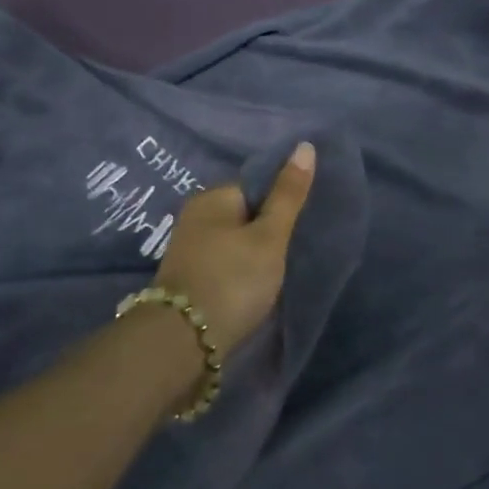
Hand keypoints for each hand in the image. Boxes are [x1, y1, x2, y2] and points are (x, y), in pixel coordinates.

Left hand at [152, 142, 316, 357]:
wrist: (182, 343)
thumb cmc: (233, 279)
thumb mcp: (270, 236)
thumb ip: (288, 194)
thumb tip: (305, 145)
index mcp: (212, 197)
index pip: (257, 184)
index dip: (282, 202)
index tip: (301, 225)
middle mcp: (195, 216)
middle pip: (246, 212)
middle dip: (268, 227)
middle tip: (294, 248)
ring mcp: (189, 248)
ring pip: (235, 239)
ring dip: (255, 251)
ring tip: (278, 269)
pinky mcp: (189, 277)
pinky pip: (225, 261)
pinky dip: (241, 269)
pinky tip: (255, 284)